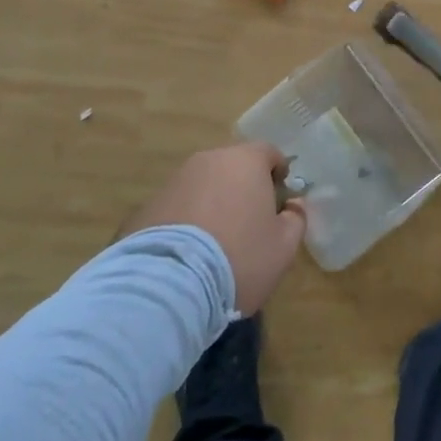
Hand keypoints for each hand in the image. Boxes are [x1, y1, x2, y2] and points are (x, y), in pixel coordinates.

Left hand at [121, 143, 306, 313]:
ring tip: (213, 243)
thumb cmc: (238, 258)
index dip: (277, 173)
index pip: (268, 153)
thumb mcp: (283, 247)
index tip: (279, 199)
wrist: (166, 287)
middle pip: (233, 167)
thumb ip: (296, 219)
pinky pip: (176, 209)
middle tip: (248, 222)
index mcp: (245, 161)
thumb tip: (293, 206)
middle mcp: (208, 161)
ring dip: (211, 205)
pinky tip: (185, 257)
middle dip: (242, 188)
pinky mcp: (145, 208)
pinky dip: (184, 223)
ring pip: (202, 186)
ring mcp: (173, 182)